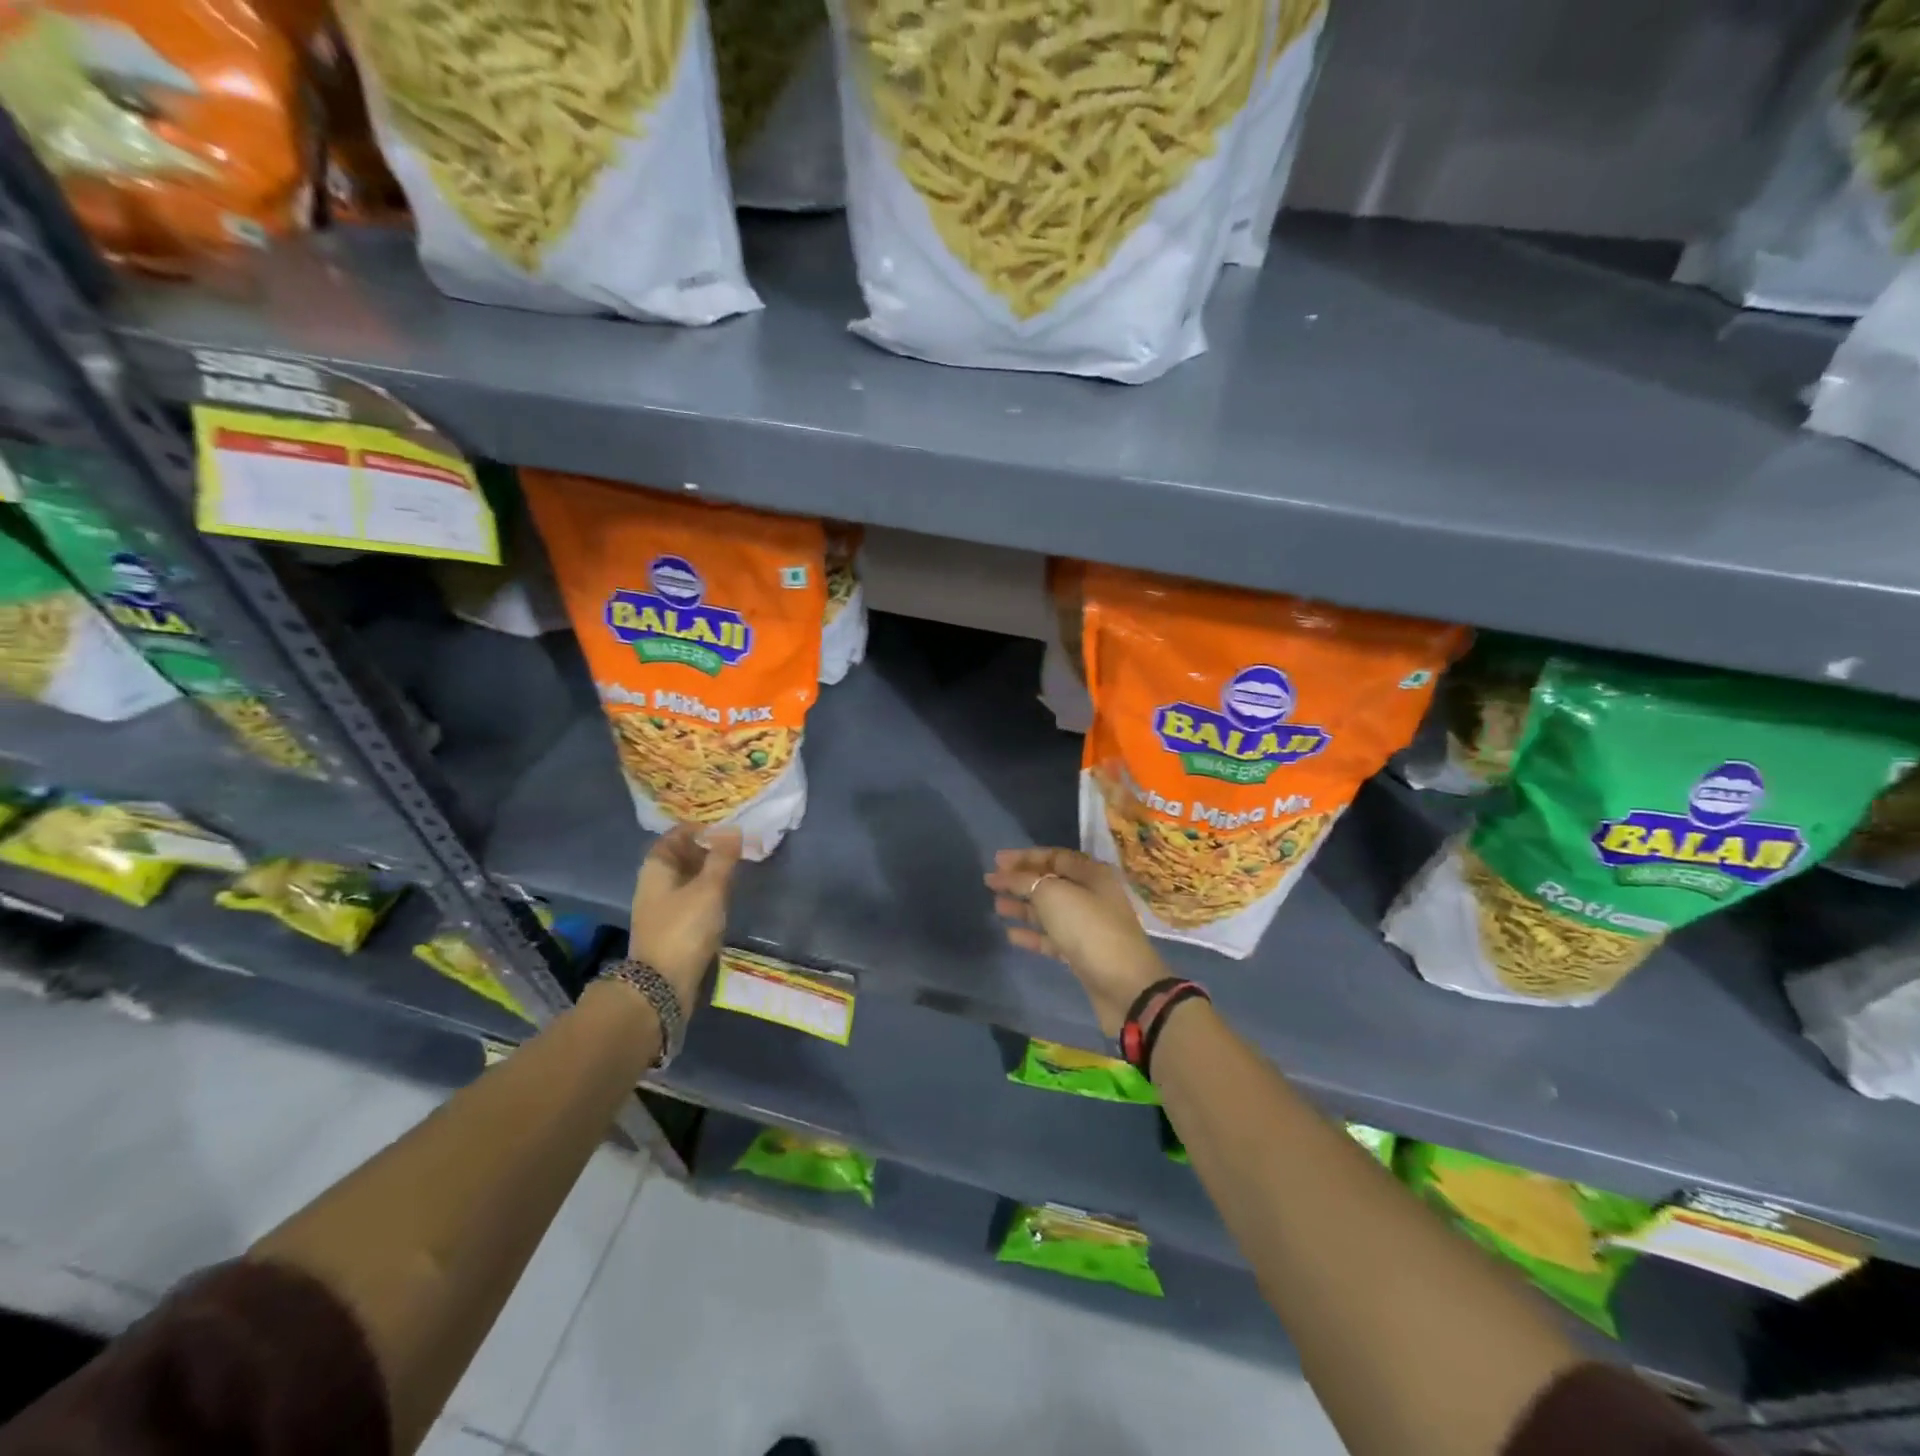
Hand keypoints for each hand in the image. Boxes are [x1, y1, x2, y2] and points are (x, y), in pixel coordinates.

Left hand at [629, 825, 742, 1004]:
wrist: (662, 986)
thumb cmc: (684, 929)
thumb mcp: (709, 888)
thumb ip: (722, 858)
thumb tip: (733, 830)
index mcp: (657, 868)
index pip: (676, 835)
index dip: (701, 828)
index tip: (728, 828)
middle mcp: (654, 884)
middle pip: (681, 857)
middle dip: (708, 850)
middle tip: (739, 848)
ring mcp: (662, 908)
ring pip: (687, 880)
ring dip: (710, 873)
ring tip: (737, 870)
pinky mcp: (672, 929)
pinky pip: (691, 900)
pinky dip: (707, 893)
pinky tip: (726, 898)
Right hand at [985, 847, 1167, 1036]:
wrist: (1124, 985)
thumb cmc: (1089, 929)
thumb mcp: (1053, 895)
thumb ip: (1026, 880)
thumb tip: (1009, 875)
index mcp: (1091, 874)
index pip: (1054, 856)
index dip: (1024, 857)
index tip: (996, 861)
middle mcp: (1091, 895)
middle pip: (1050, 882)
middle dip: (1020, 881)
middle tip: (990, 882)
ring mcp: (1087, 926)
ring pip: (1049, 911)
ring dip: (1022, 907)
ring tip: (996, 905)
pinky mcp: (1081, 954)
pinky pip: (1051, 937)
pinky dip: (1032, 934)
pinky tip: (1010, 934)